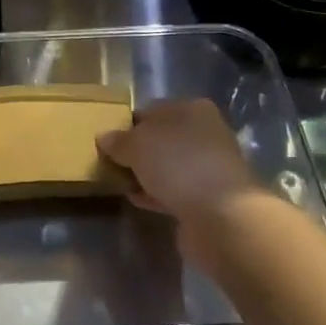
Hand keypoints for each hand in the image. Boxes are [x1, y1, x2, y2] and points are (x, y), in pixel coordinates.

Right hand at [98, 99, 261, 275]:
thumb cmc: (178, 164)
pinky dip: (156, 193)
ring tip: (120, 182)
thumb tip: (104, 137)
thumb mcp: (137, 144)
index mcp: (192, 109)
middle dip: (137, 151)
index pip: (152, 110)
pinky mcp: (209, 197)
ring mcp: (209, 166)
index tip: (108, 140)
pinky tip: (137, 199)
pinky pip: (175, 190)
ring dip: (146, 173)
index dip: (128, 124)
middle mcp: (205, 133)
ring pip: (168, 165)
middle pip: (162, 138)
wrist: (221, 215)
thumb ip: (118, 140)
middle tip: (111, 162)